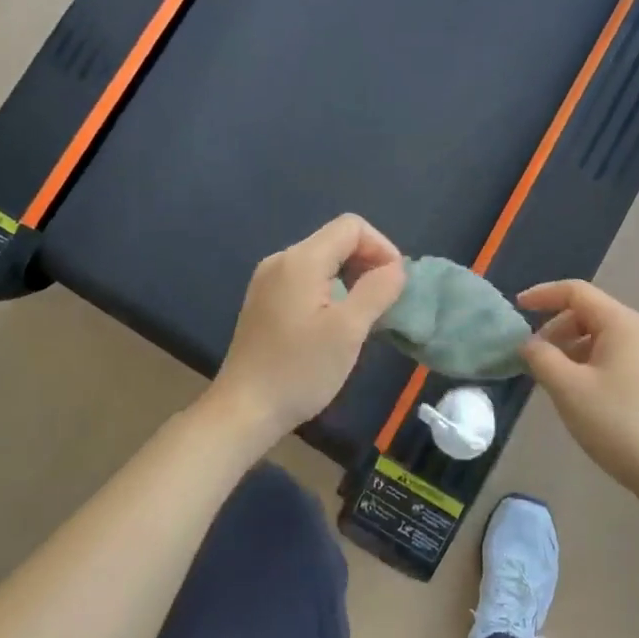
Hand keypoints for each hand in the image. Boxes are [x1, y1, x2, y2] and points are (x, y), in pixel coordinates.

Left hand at [213, 215, 405, 440]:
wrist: (243, 411)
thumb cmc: (299, 370)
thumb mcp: (348, 331)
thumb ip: (377, 291)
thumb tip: (395, 268)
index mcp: (301, 260)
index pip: (351, 226)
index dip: (381, 247)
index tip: (394, 284)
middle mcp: (281, 260)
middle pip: (335, 240)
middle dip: (367, 262)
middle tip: (383, 302)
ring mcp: (267, 280)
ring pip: (321, 260)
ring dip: (350, 278)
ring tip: (363, 315)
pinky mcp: (263, 301)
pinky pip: (305, 279)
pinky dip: (330, 290)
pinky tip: (334, 323)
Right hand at [520, 280, 638, 499]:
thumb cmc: (617, 423)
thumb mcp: (567, 388)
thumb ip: (541, 357)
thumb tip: (529, 343)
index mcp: (622, 323)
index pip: (576, 291)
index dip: (543, 294)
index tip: (516, 307)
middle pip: (588, 313)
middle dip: (555, 328)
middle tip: (532, 356)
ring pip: (600, 336)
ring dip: (570, 348)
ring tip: (551, 377)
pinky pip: (613, 355)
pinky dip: (588, 362)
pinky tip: (577, 391)